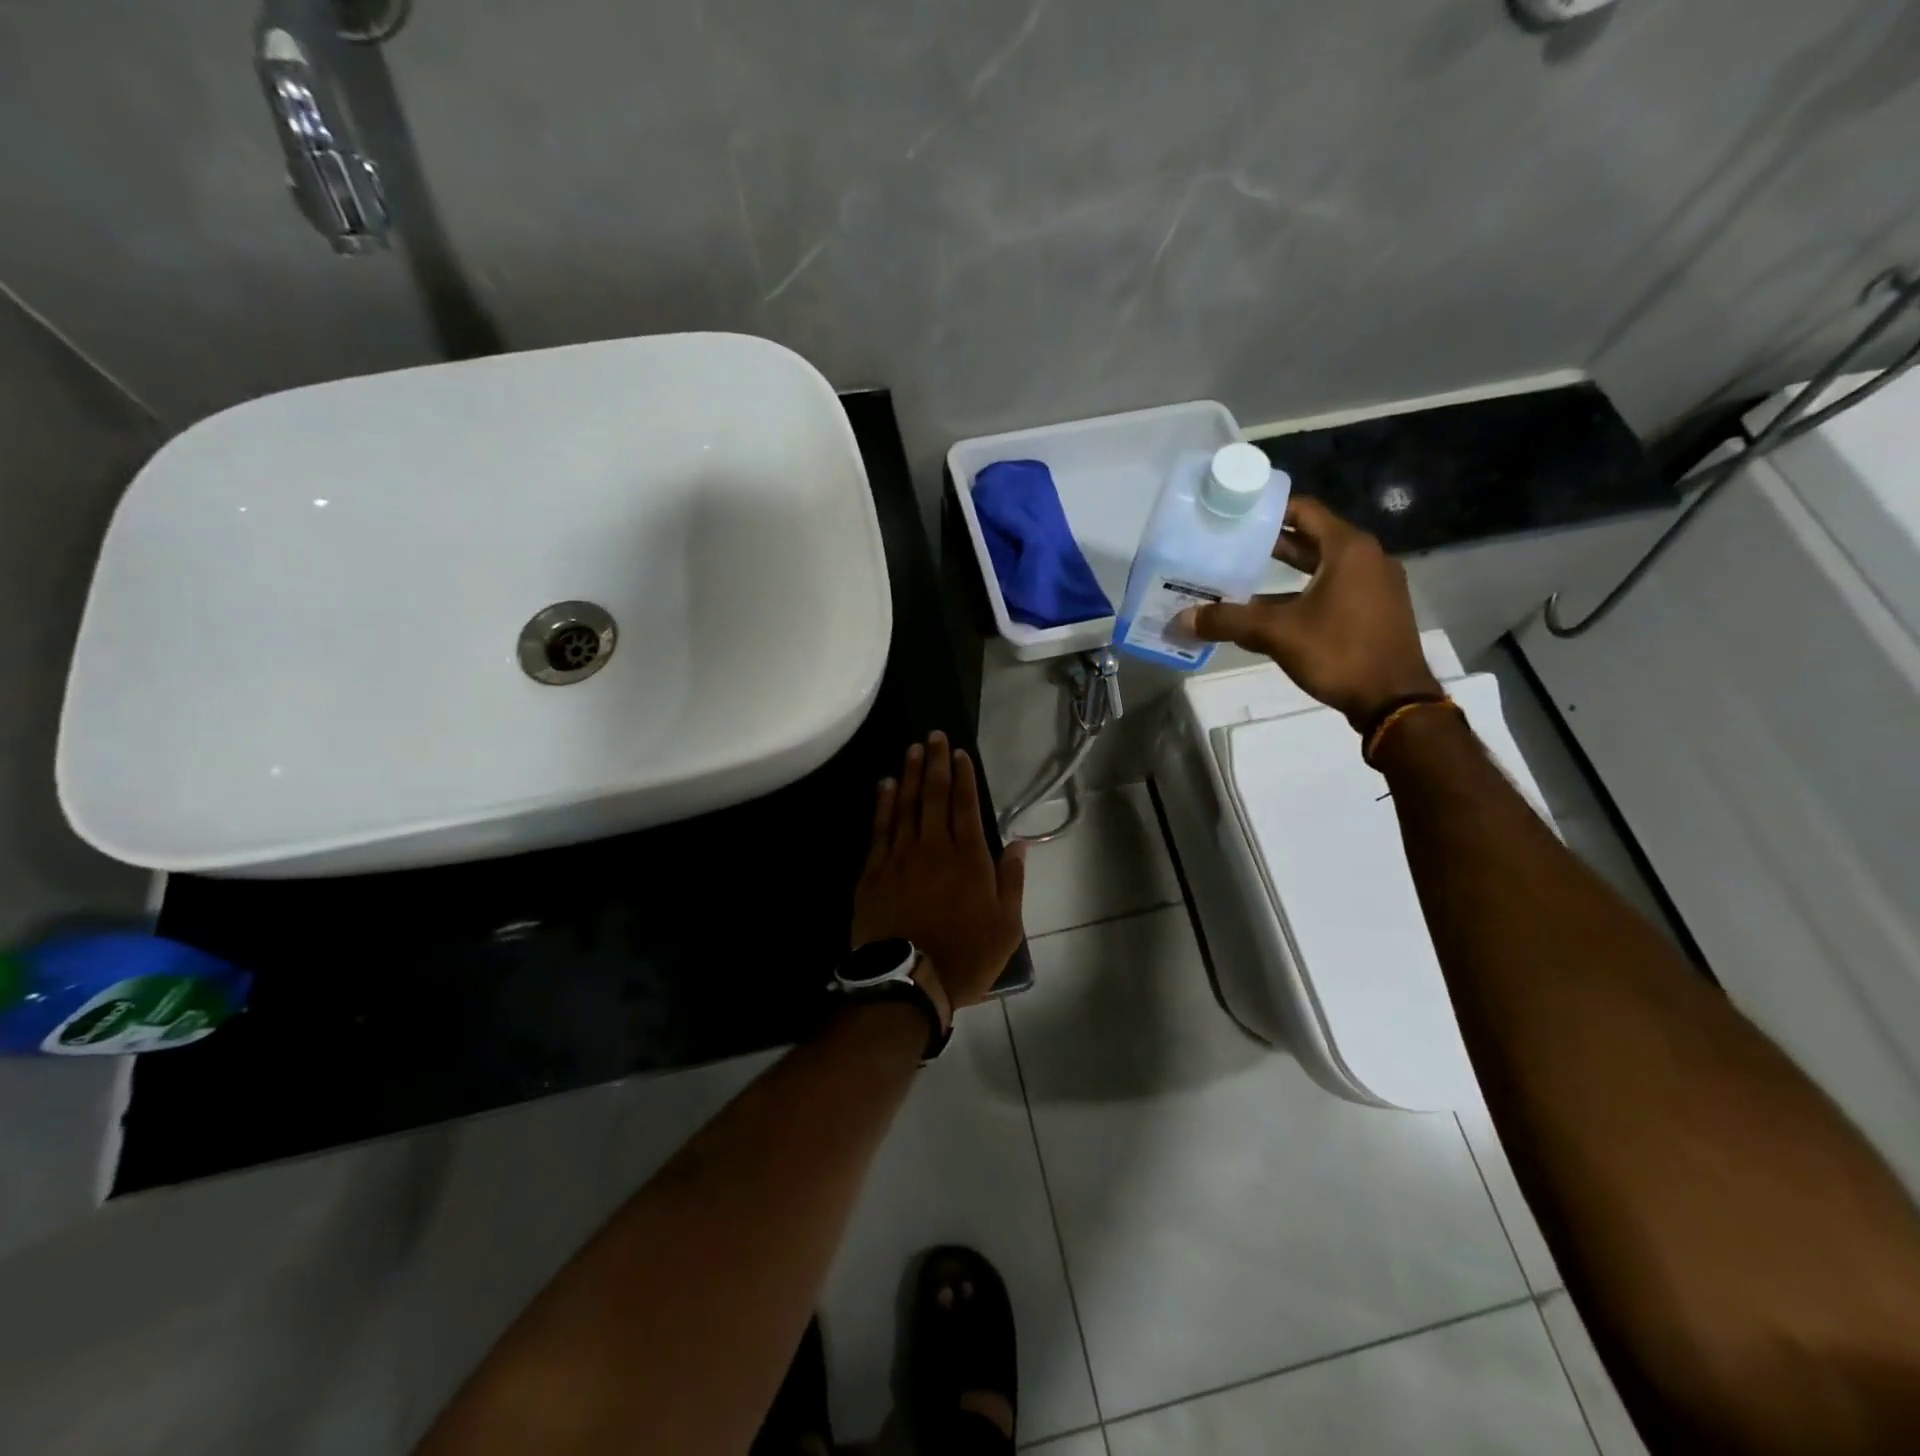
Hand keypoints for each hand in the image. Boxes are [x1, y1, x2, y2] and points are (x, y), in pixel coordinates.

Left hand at [851, 732, 1028, 1010]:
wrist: (908, 983)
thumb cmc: (965, 957)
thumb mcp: (1007, 926)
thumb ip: (1012, 880)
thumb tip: (1019, 843)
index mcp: (969, 860)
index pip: (966, 807)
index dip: (964, 777)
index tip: (961, 753)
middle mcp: (934, 849)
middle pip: (935, 797)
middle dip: (937, 763)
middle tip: (935, 736)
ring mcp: (900, 858)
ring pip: (906, 806)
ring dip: (911, 775)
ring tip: (913, 748)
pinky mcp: (873, 873)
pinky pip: (879, 829)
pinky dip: (884, 804)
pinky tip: (886, 785)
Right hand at [1177, 496, 1440, 728]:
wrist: (1393, 700)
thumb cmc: (1338, 652)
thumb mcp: (1277, 633)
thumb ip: (1228, 621)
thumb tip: (1182, 619)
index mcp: (1348, 548)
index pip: (1304, 510)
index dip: (1269, 509)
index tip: (1235, 513)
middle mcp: (1366, 558)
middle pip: (1311, 538)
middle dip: (1270, 542)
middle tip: (1230, 544)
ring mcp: (1374, 585)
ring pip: (1320, 567)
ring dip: (1284, 572)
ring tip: (1241, 576)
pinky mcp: (1374, 610)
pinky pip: (1332, 589)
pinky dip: (1301, 592)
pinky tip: (1269, 612)